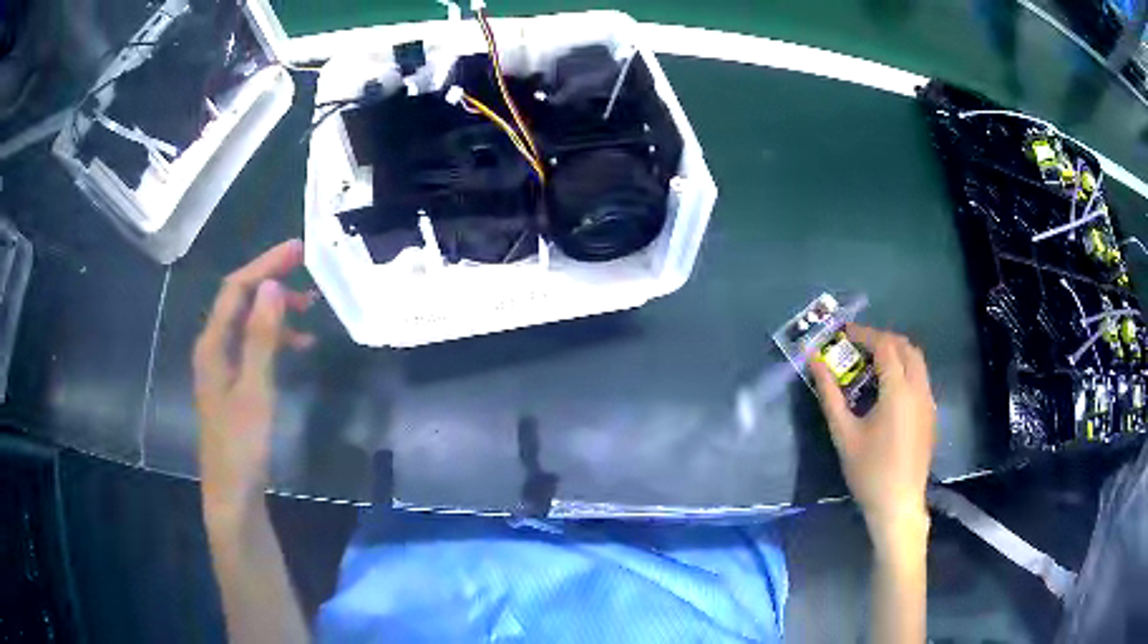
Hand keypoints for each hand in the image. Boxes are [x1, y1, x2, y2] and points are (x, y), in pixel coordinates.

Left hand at [193, 240, 315, 523]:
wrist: (233, 494)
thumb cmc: (241, 445)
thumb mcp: (254, 390)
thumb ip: (261, 338)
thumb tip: (272, 286)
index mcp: (212, 345)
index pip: (236, 289)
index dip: (264, 265)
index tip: (299, 250)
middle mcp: (214, 348)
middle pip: (241, 301)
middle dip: (272, 281)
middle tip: (309, 273)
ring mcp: (223, 367)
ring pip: (249, 323)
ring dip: (276, 310)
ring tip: (310, 308)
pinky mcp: (234, 384)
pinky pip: (254, 346)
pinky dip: (276, 339)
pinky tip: (299, 346)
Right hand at [811, 325, 935, 553]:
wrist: (898, 504)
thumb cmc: (869, 471)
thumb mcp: (844, 433)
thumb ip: (830, 394)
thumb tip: (814, 362)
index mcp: (898, 390)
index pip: (885, 345)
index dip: (864, 334)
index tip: (844, 333)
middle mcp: (919, 389)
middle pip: (906, 347)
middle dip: (882, 339)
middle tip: (858, 346)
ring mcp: (928, 401)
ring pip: (917, 361)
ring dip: (896, 353)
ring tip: (871, 364)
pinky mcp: (931, 414)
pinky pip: (920, 378)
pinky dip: (904, 369)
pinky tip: (887, 390)